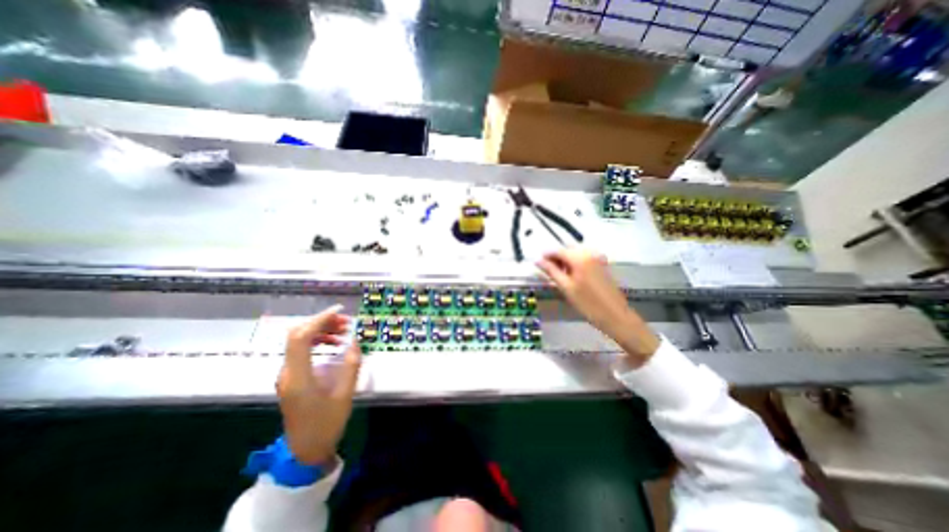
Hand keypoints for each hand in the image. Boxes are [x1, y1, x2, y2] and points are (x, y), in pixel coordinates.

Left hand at [278, 308, 363, 464]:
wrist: (306, 450)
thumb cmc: (327, 423)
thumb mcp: (345, 393)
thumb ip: (351, 363)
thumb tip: (355, 340)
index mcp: (298, 376)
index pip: (301, 337)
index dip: (319, 320)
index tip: (339, 311)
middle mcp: (287, 372)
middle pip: (298, 335)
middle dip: (322, 323)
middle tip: (345, 322)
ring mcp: (287, 375)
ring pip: (299, 341)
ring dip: (320, 331)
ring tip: (343, 331)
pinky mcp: (291, 378)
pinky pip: (301, 351)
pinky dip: (317, 341)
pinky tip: (333, 344)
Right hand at [541, 247, 660, 363]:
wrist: (615, 315)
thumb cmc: (587, 303)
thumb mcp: (566, 287)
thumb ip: (551, 271)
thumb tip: (537, 260)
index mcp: (579, 258)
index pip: (558, 250)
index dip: (546, 255)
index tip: (537, 263)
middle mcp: (589, 253)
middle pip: (567, 250)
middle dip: (556, 258)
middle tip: (547, 270)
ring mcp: (597, 258)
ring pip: (575, 254)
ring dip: (565, 261)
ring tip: (558, 275)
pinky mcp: (601, 264)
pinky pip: (583, 259)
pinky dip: (574, 264)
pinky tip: (571, 276)